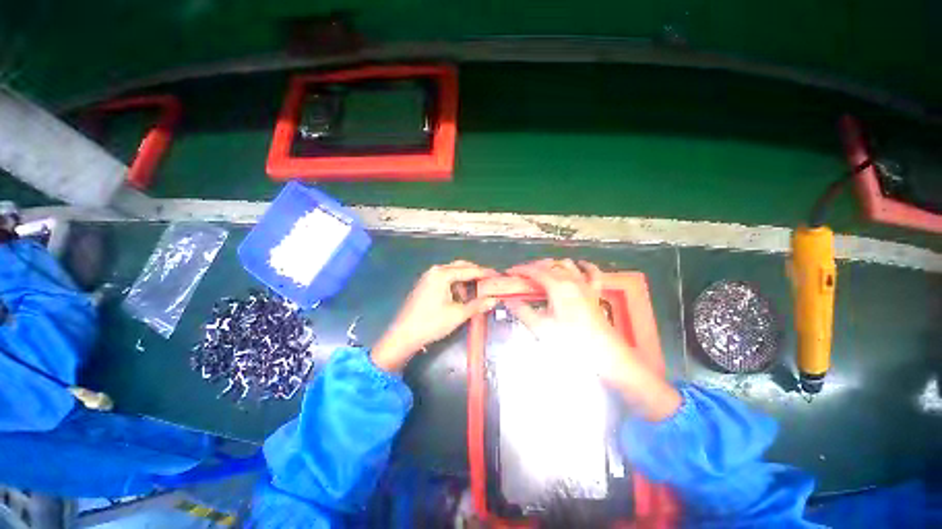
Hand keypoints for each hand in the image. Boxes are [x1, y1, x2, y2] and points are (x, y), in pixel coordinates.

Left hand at [372, 261, 498, 372]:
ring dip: (465, 282)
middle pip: (461, 267)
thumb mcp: (458, 314)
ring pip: (453, 274)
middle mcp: (435, 271)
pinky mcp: (425, 285)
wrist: (403, 335)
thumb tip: (495, 299)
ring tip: (475, 295)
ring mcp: (428, 277)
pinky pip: (445, 280)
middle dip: (476, 275)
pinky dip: (456, 286)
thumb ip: (478, 305)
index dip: (485, 273)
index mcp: (442, 274)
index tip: (498, 276)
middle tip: (489, 283)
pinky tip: (460, 298)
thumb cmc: (431, 323)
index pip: (470, 270)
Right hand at [506, 259, 680, 420]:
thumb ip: (523, 311)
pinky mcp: (595, 292)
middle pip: (549, 265)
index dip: (520, 270)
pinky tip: (579, 264)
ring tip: (541, 271)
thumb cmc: (571, 341)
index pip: (535, 271)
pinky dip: (584, 266)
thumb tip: (508, 301)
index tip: (509, 272)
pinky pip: (592, 272)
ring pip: (567, 265)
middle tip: (521, 275)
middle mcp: (572, 280)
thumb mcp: (542, 327)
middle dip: (533, 267)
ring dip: (552, 264)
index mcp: (558, 286)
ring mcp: (585, 284)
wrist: (604, 354)